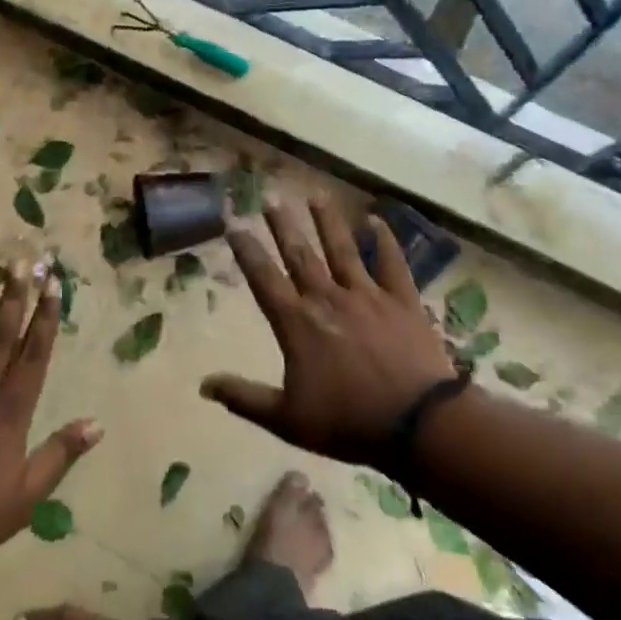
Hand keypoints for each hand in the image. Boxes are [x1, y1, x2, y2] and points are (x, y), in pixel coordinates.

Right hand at [203, 198, 458, 468]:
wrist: (418, 424)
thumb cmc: (348, 423)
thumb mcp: (286, 419)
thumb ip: (244, 398)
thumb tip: (202, 385)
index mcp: (297, 324)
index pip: (264, 279)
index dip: (247, 251)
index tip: (234, 225)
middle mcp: (327, 299)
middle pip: (300, 254)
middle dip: (283, 225)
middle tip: (271, 196)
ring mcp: (367, 295)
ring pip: (342, 249)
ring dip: (327, 221)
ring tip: (315, 195)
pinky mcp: (402, 300)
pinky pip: (391, 263)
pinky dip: (384, 240)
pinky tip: (375, 220)